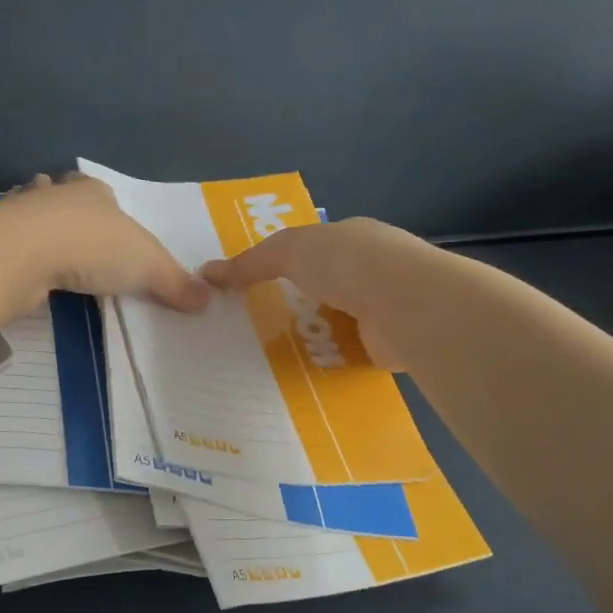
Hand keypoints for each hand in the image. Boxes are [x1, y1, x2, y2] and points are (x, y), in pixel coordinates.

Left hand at [3, 174, 212, 310]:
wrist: (24, 252)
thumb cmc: (93, 246)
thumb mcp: (148, 266)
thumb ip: (175, 282)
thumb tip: (208, 299)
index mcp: (93, 191)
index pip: (102, 192)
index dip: (107, 206)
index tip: (109, 226)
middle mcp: (55, 195)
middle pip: (62, 198)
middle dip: (67, 211)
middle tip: (75, 237)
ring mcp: (20, 216)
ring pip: (31, 217)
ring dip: (37, 230)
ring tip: (46, 252)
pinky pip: (11, 246)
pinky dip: (17, 255)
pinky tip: (23, 272)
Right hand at [200, 216, 419, 366]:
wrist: (405, 304)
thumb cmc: (346, 263)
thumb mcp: (288, 250)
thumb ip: (250, 262)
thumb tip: (207, 272)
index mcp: (353, 239)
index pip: (314, 249)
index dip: (283, 264)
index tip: (252, 285)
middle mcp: (372, 270)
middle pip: (323, 288)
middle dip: (294, 304)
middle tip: (252, 326)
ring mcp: (383, 308)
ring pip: (335, 322)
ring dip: (309, 335)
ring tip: (265, 354)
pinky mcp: (387, 345)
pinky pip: (347, 353)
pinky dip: (327, 361)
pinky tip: (299, 373)